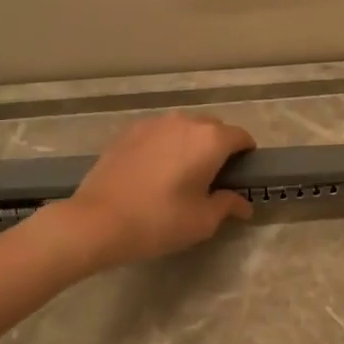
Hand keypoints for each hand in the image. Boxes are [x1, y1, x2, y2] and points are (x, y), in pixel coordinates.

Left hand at [62, 113, 255, 267]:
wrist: (97, 221)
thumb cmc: (159, 221)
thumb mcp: (202, 221)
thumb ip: (227, 205)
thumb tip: (243, 203)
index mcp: (210, 140)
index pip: (241, 137)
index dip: (246, 155)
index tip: (241, 175)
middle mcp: (184, 122)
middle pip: (213, 129)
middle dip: (218, 149)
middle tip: (211, 179)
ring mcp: (153, 123)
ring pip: (183, 129)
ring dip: (190, 145)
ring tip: (180, 174)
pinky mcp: (128, 132)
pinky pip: (159, 134)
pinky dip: (164, 147)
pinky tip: (153, 173)